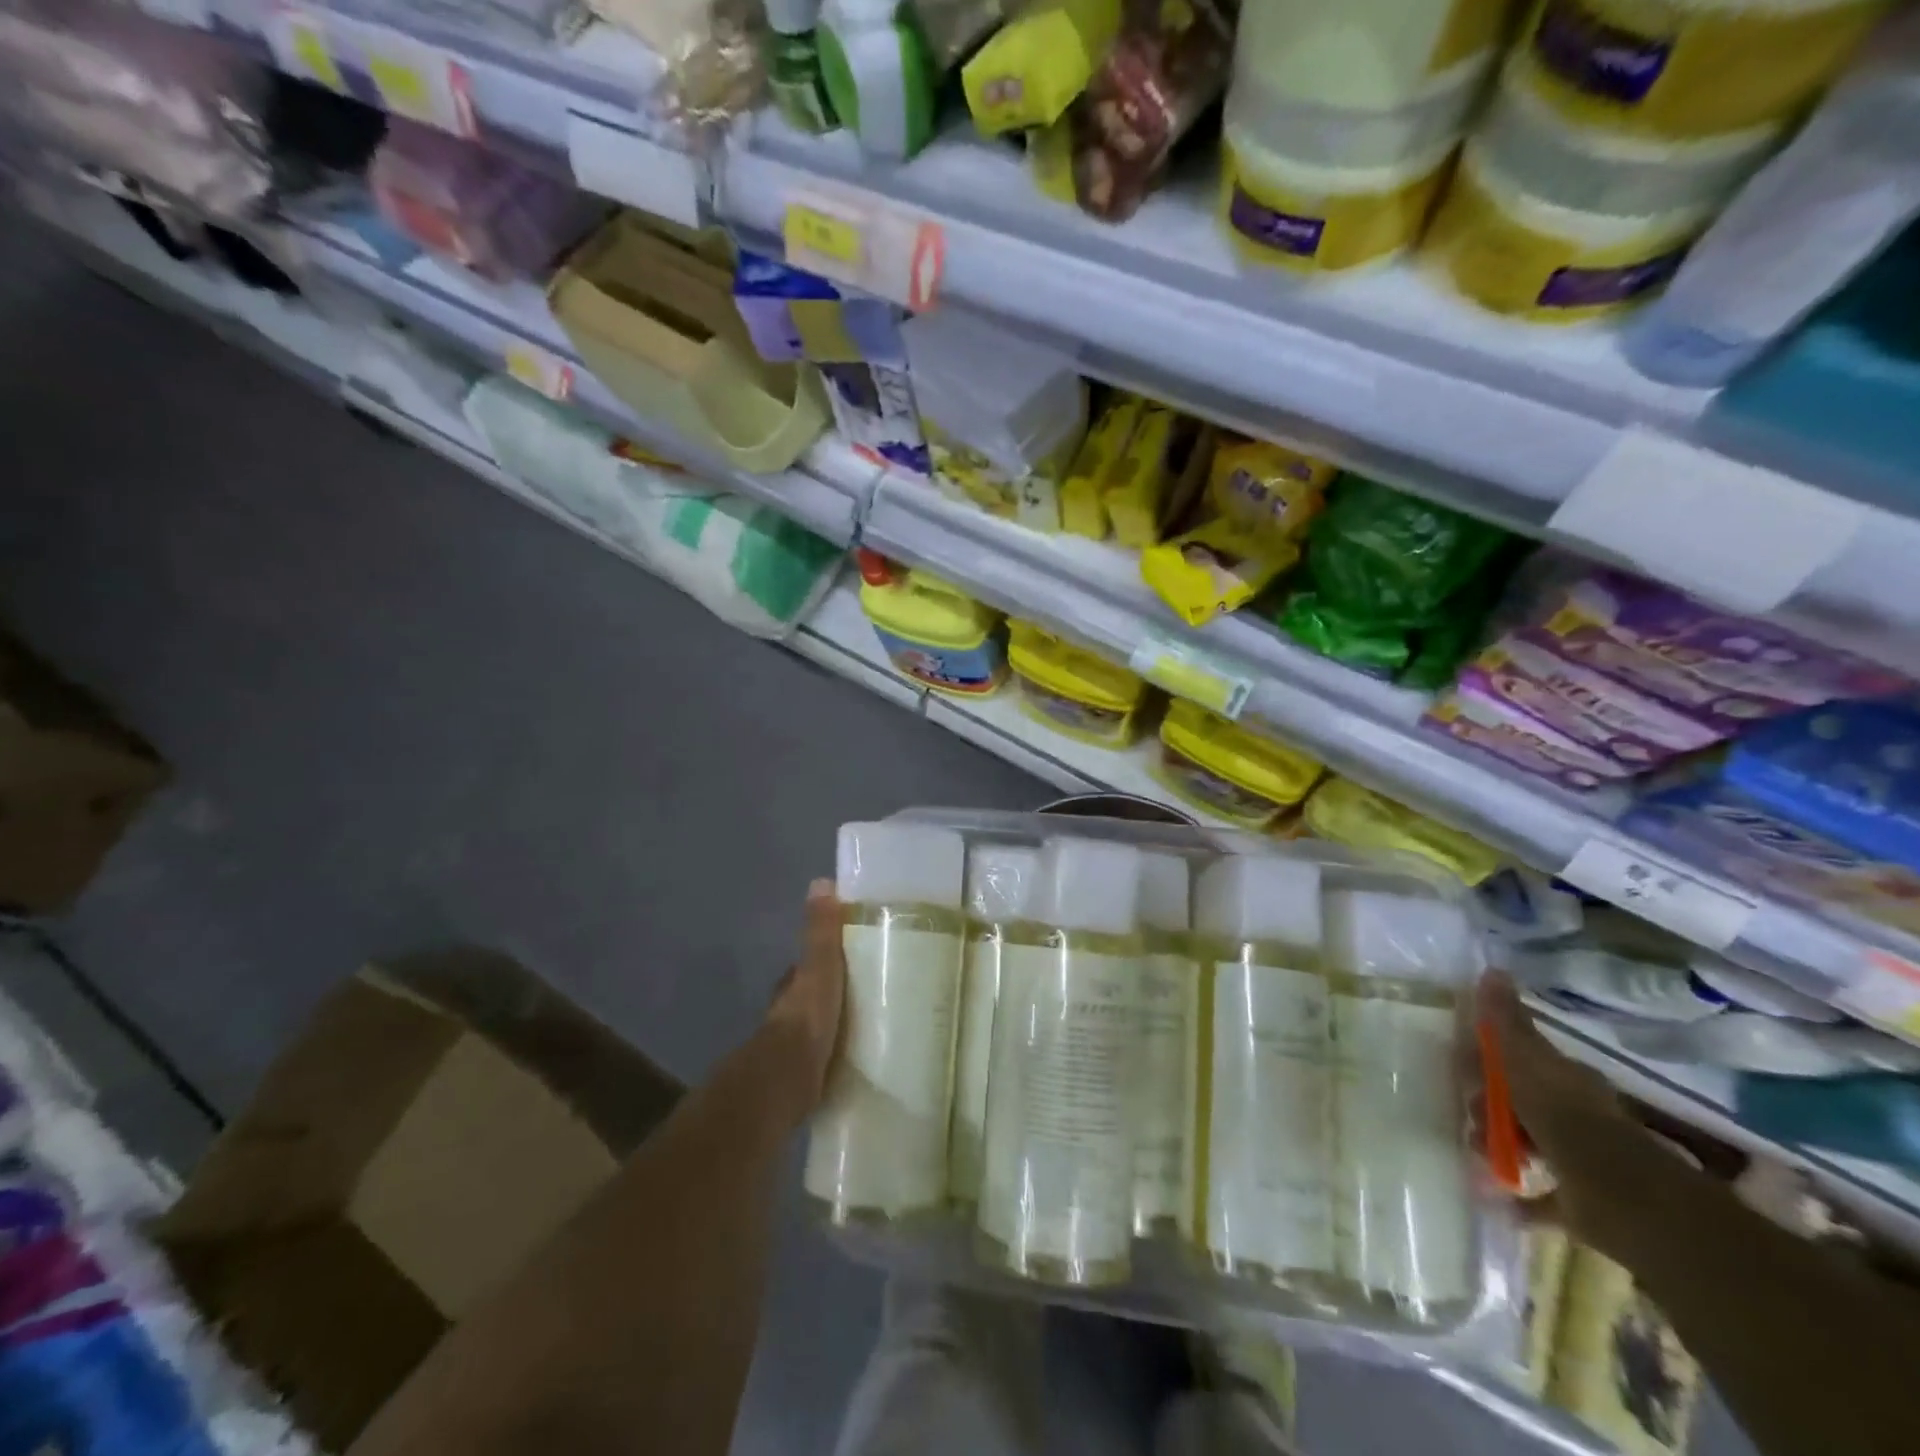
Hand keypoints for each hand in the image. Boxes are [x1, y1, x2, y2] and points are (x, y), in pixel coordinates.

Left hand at [764, 880, 846, 1114]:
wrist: (788, 1078)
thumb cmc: (807, 1017)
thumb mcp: (820, 967)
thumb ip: (821, 931)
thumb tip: (821, 882)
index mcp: (792, 986)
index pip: (807, 966)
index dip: (824, 960)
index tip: (851, 958)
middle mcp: (787, 1014)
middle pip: (811, 998)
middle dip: (831, 995)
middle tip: (866, 993)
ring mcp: (793, 1048)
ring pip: (817, 1028)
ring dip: (835, 1026)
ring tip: (869, 1025)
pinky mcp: (804, 1077)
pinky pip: (825, 1059)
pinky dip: (837, 1055)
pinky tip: (859, 1058)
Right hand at [1480, 972, 1663, 1248]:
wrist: (1622, 1199)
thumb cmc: (1565, 1120)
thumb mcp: (1526, 1061)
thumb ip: (1506, 1021)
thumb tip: (1493, 969)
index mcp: (1562, 1078)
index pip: (1516, 1058)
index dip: (1484, 1060)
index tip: (1459, 1069)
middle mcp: (1574, 1113)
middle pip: (1518, 1100)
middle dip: (1486, 1105)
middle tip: (1469, 1116)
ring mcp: (1580, 1158)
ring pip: (1526, 1141)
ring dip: (1498, 1144)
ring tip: (1481, 1154)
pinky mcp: (1582, 1202)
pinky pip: (1542, 1195)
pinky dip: (1520, 1196)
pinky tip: (1495, 1198)